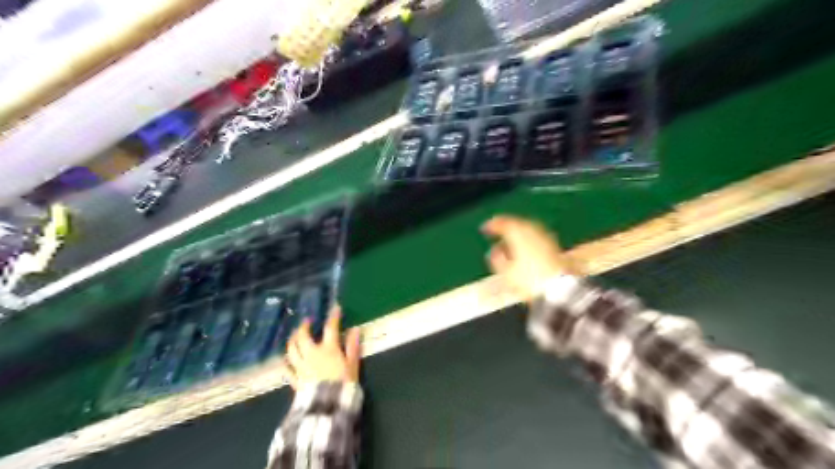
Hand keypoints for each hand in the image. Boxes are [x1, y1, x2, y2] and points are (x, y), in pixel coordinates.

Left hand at [286, 304, 360, 388]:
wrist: (327, 406)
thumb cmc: (344, 384)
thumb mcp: (353, 364)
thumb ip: (353, 346)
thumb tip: (355, 329)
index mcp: (328, 349)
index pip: (330, 328)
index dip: (333, 317)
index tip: (335, 308)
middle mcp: (312, 354)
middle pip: (303, 336)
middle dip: (304, 327)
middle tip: (307, 321)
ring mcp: (301, 367)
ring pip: (292, 349)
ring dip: (292, 340)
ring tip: (294, 336)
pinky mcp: (295, 380)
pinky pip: (287, 369)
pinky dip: (286, 362)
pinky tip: (287, 360)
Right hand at [484, 214, 581, 298]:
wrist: (559, 291)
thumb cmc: (530, 281)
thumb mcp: (506, 273)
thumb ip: (497, 258)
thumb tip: (494, 251)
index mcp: (519, 234)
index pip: (503, 223)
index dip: (493, 224)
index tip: (485, 228)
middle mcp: (533, 231)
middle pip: (517, 223)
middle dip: (507, 227)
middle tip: (497, 231)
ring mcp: (545, 238)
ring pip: (528, 229)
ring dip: (517, 232)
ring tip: (509, 241)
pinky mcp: (553, 246)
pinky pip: (536, 236)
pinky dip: (528, 239)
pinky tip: (524, 248)